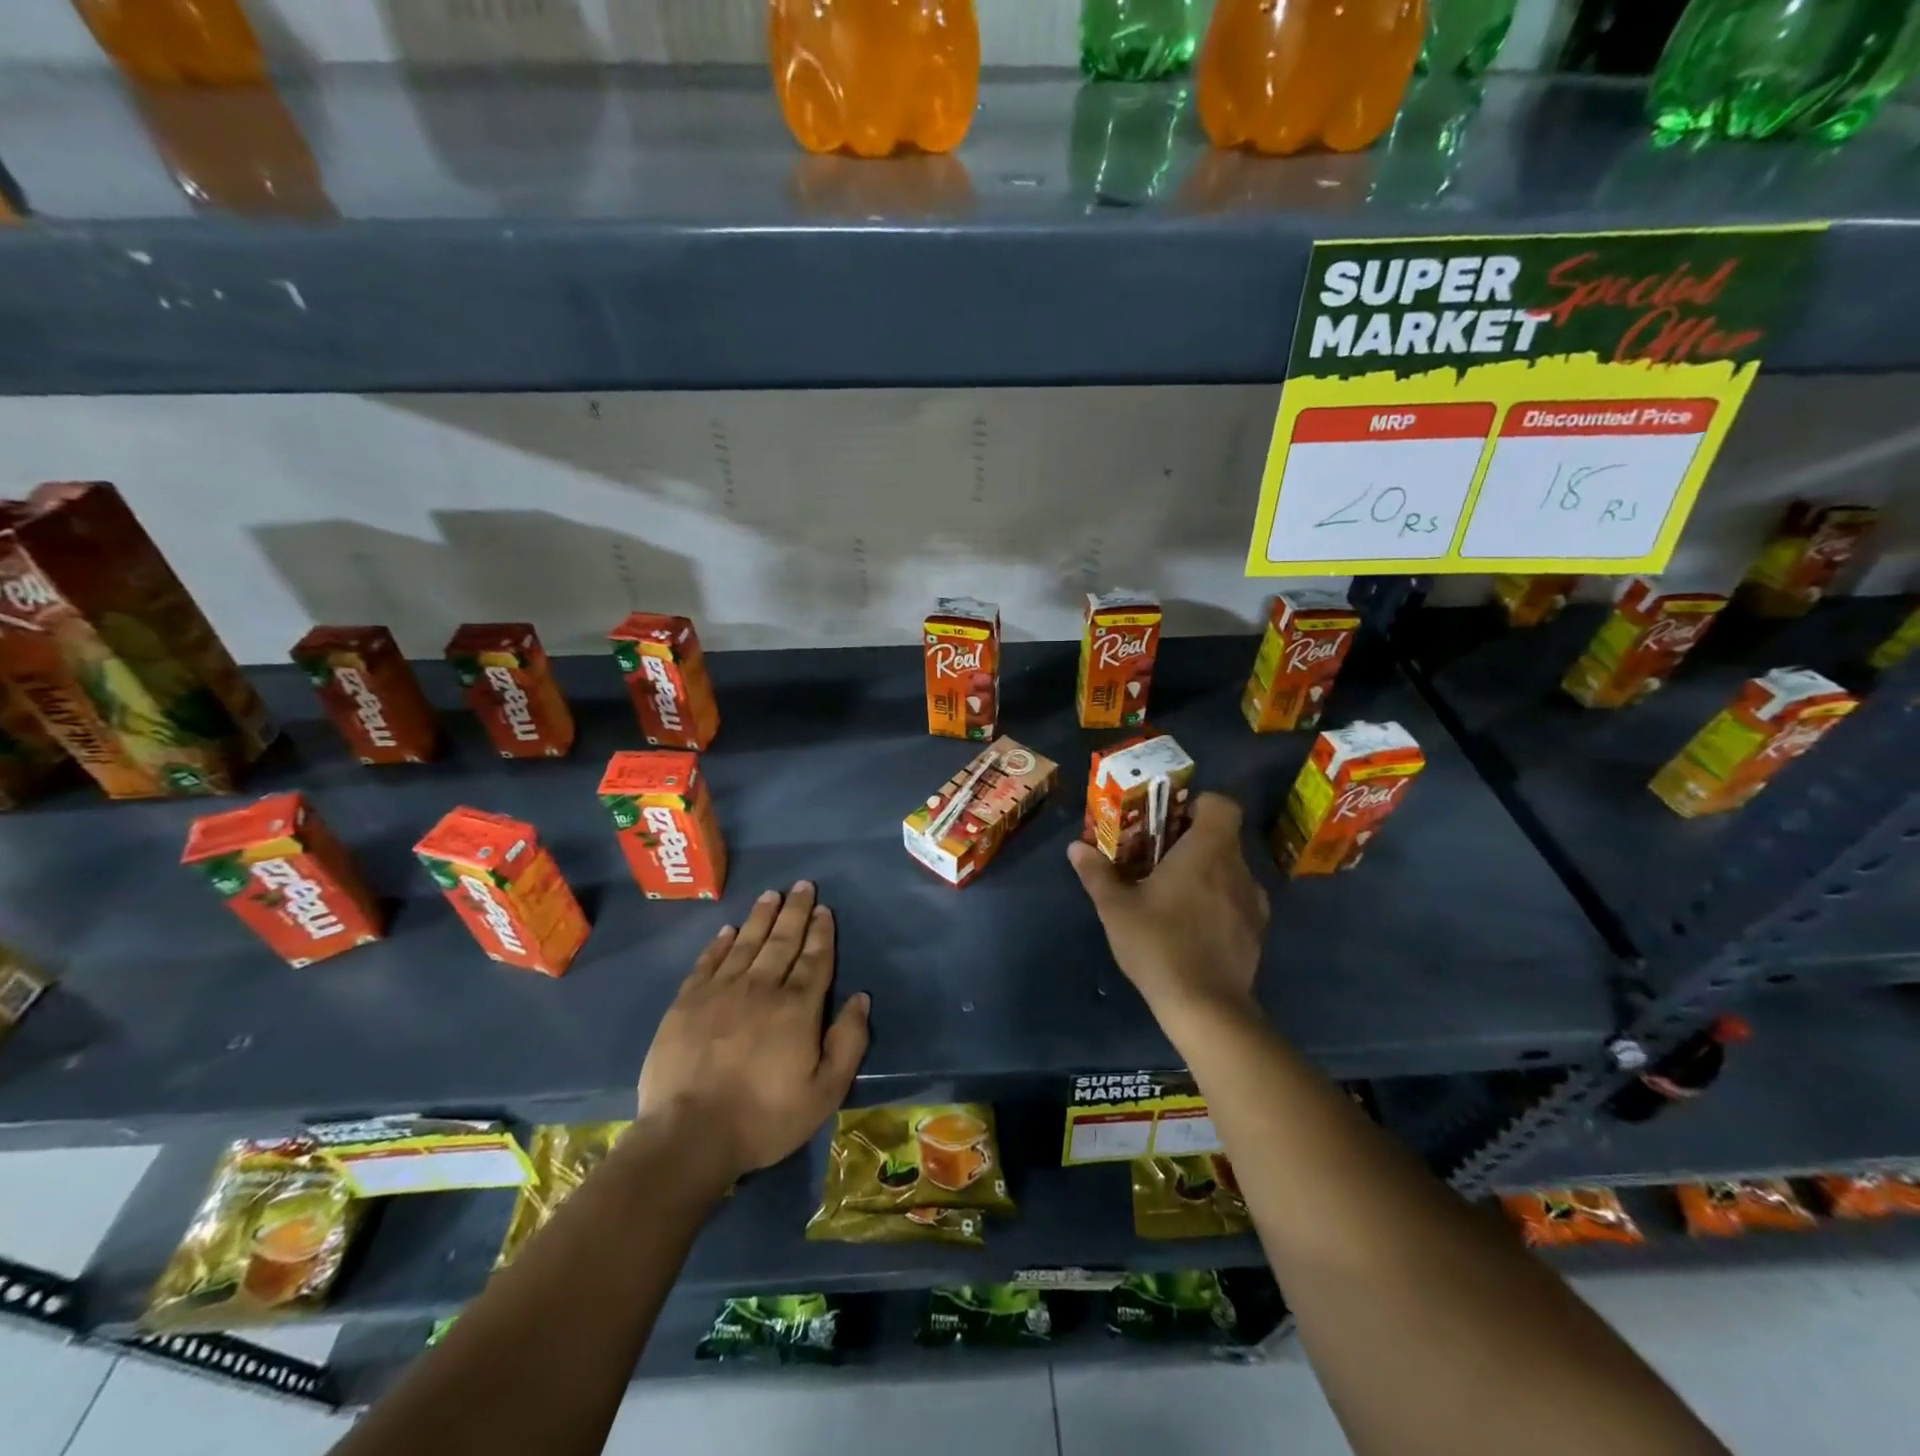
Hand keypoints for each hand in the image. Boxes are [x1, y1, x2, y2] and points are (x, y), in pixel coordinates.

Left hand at [637, 882, 869, 1181]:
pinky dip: (720, 943)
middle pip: (782, 941)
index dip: (821, 932)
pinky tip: (728, 930)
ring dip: (761, 917)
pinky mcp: (687, 1002)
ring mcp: (720, 991)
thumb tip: (861, 999)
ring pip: (746, 942)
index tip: (824, 909)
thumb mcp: (824, 1092)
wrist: (689, 1135)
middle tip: (803, 885)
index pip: (814, 960)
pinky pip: (708, 962)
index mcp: (797, 1008)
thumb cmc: (764, 1118)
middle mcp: (761, 988)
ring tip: (772, 895)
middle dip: (796, 912)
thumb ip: (847, 1042)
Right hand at [1068, 792, 1269, 1030]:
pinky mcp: (1257, 931)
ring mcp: (1253, 901)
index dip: (1198, 805)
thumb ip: (1097, 873)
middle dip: (1191, 840)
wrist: (1206, 1007)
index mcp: (1208, 850)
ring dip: (1206, 871)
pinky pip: (1238, 899)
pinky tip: (1193, 924)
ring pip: (1231, 869)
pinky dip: (1219, 900)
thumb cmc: (1158, 944)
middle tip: (1158, 856)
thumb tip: (1075, 848)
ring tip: (1174, 892)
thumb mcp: (1116, 908)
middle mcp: (1238, 868)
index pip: (1222, 804)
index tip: (1170, 820)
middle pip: (1223, 836)